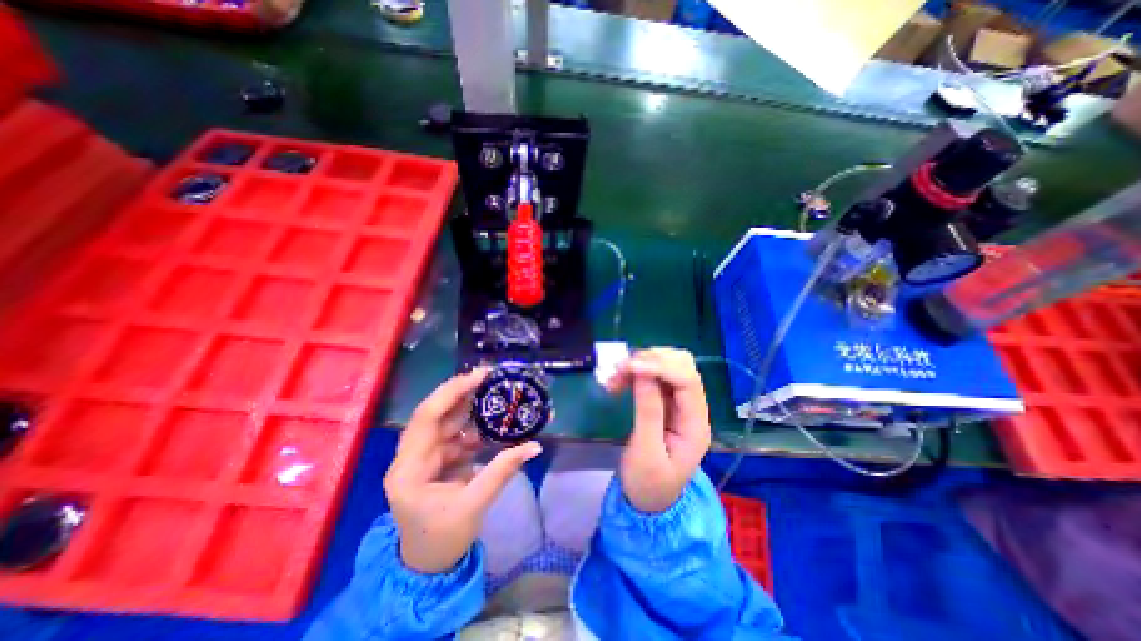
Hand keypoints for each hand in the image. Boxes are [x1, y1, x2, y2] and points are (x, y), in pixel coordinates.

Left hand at [383, 369, 541, 572]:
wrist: (428, 566)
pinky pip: (454, 436)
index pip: (427, 419)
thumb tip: (535, 445)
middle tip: (488, 376)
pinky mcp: (435, 461)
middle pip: (434, 414)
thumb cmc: (444, 539)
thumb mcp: (475, 505)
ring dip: (468, 409)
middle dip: (460, 393)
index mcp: (409, 470)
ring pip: (445, 423)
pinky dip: (472, 428)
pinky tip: (490, 423)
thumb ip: (503, 471)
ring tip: (493, 394)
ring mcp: (422, 458)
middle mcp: (410, 457)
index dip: (452, 393)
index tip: (478, 376)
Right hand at [611, 348, 709, 512]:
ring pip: (668, 366)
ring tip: (616, 375)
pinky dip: (636, 372)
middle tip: (621, 368)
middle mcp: (693, 408)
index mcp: (695, 424)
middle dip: (651, 360)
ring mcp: (679, 404)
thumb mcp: (645, 452)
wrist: (648, 501)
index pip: (687, 381)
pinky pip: (653, 377)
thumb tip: (642, 373)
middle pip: (682, 366)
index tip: (629, 366)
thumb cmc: (648, 484)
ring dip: (642, 363)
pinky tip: (618, 381)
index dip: (659, 367)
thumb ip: (648, 411)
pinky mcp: (665, 403)